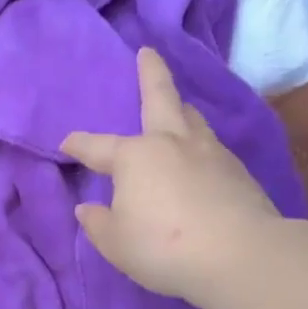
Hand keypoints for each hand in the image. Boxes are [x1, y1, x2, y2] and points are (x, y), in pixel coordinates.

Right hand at [61, 47, 280, 303]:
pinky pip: (211, 147)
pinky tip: (199, 158)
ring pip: (192, 119)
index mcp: (135, 157)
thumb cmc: (163, 247)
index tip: (66, 143)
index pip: (97, 147)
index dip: (78, 144)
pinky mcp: (238, 172)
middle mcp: (172, 143)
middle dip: (151, 73)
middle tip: (148, 53)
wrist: (241, 255)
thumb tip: (87, 208)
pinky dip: (199, 145)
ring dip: (180, 109)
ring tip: (177, 108)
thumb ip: (98, 223)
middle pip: (161, 98)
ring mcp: (210, 153)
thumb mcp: (115, 243)